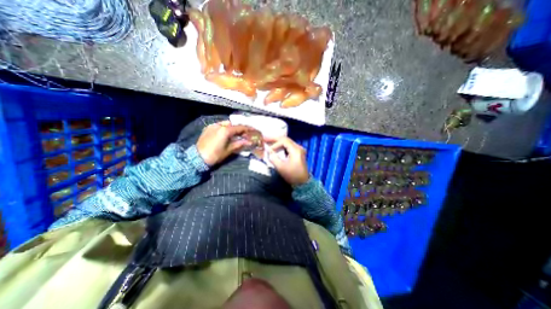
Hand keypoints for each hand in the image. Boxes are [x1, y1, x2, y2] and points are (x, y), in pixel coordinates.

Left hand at [196, 119, 250, 164]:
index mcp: (225, 130)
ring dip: (233, 127)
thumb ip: (240, 144)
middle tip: (246, 132)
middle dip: (240, 128)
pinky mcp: (208, 128)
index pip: (240, 127)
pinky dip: (225, 128)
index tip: (254, 130)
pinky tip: (227, 133)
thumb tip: (250, 142)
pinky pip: (219, 125)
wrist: (197, 158)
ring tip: (237, 133)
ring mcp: (213, 126)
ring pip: (226, 124)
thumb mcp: (229, 150)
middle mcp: (219, 125)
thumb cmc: (215, 155)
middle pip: (233, 124)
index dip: (248, 129)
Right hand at [266, 136, 308, 185]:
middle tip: (265, 138)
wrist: (303, 183)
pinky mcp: (298, 153)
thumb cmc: (292, 175)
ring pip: (287, 142)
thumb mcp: (281, 167)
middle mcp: (298, 147)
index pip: (284, 141)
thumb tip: (268, 151)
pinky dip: (281, 146)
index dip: (275, 144)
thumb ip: (273, 158)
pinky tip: (275, 147)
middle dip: (274, 139)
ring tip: (268, 141)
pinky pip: (289, 146)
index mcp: (296, 150)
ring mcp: (299, 149)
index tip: (269, 150)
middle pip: (285, 139)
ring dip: (278, 142)